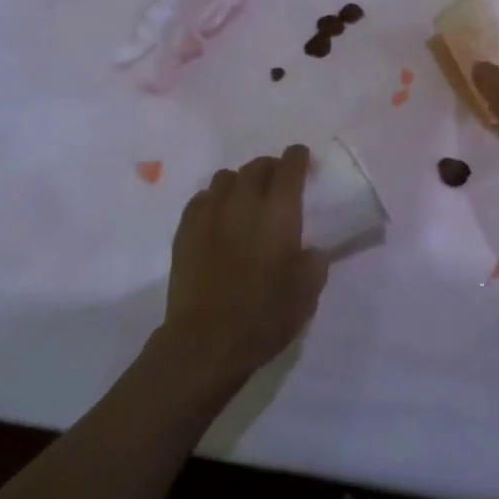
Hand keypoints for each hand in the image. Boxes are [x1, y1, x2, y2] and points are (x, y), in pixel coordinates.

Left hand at [158, 145, 328, 390]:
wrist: (205, 341)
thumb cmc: (264, 317)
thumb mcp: (306, 294)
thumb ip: (313, 262)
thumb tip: (308, 249)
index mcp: (278, 213)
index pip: (289, 167)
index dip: (297, 157)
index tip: (301, 157)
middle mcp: (243, 202)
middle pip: (256, 166)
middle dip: (270, 167)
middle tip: (276, 180)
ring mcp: (210, 213)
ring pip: (225, 177)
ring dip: (240, 181)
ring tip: (245, 197)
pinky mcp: (185, 229)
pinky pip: (201, 198)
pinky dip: (214, 199)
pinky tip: (218, 215)